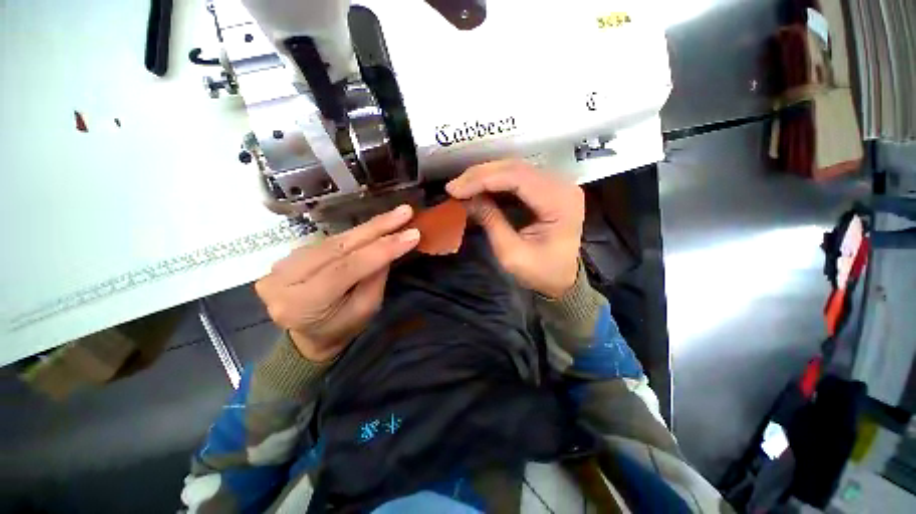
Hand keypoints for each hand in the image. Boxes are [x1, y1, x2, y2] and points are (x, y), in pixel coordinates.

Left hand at [255, 205, 419, 360]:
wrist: (310, 334)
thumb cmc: (342, 328)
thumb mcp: (365, 309)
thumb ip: (375, 278)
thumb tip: (389, 245)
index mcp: (302, 304)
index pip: (346, 268)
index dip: (381, 249)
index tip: (412, 234)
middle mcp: (283, 280)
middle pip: (338, 247)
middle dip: (377, 229)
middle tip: (405, 212)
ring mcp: (281, 265)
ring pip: (335, 239)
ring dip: (369, 227)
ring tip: (396, 216)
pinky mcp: (289, 255)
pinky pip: (329, 240)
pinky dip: (356, 233)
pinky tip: (375, 226)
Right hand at [446, 161, 583, 298]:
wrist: (562, 279)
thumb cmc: (541, 272)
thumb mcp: (511, 253)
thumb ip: (491, 221)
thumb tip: (467, 199)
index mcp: (559, 202)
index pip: (517, 178)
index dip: (482, 180)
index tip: (454, 189)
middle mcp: (562, 185)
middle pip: (515, 168)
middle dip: (480, 175)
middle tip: (454, 187)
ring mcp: (556, 185)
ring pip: (515, 169)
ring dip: (485, 177)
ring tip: (462, 187)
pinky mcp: (548, 189)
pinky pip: (518, 179)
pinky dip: (495, 183)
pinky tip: (478, 189)